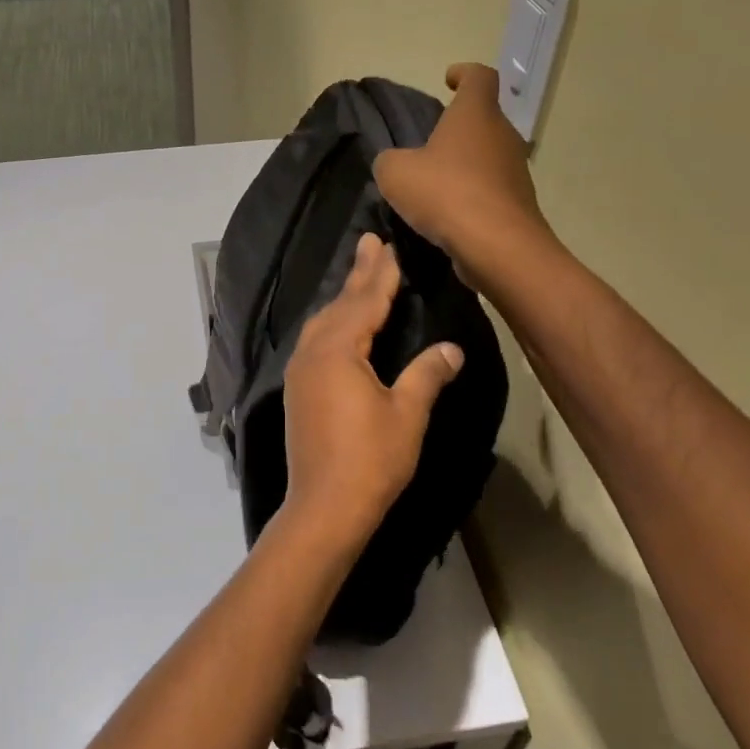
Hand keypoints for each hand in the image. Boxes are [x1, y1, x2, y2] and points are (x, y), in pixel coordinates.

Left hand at [280, 234, 465, 551]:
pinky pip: (315, 341)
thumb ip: (426, 375)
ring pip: (323, 322)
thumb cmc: (371, 460)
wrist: (324, 507)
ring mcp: (300, 371)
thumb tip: (452, 349)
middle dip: (358, 275)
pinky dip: (332, 322)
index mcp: (338, 351)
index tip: (387, 245)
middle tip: (369, 241)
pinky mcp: (297, 390)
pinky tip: (339, 325)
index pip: (365, 302)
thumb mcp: (407, 414)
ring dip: (342, 298)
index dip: (380, 274)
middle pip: (339, 305)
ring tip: (359, 277)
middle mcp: (312, 352)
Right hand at [374, 63, 548, 283]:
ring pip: (489, 155)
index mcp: (476, 114)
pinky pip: (491, 189)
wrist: (498, 246)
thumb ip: (389, 161)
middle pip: (484, 118)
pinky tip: (449, 214)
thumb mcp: (395, 174)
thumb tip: (395, 163)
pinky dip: (472, 194)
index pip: (479, 77)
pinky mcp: (518, 203)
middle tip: (431, 142)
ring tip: (435, 183)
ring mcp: (516, 170)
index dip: (464, 74)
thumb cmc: (445, 194)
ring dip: (465, 163)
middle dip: (460, 126)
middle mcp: (502, 135)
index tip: (448, 80)